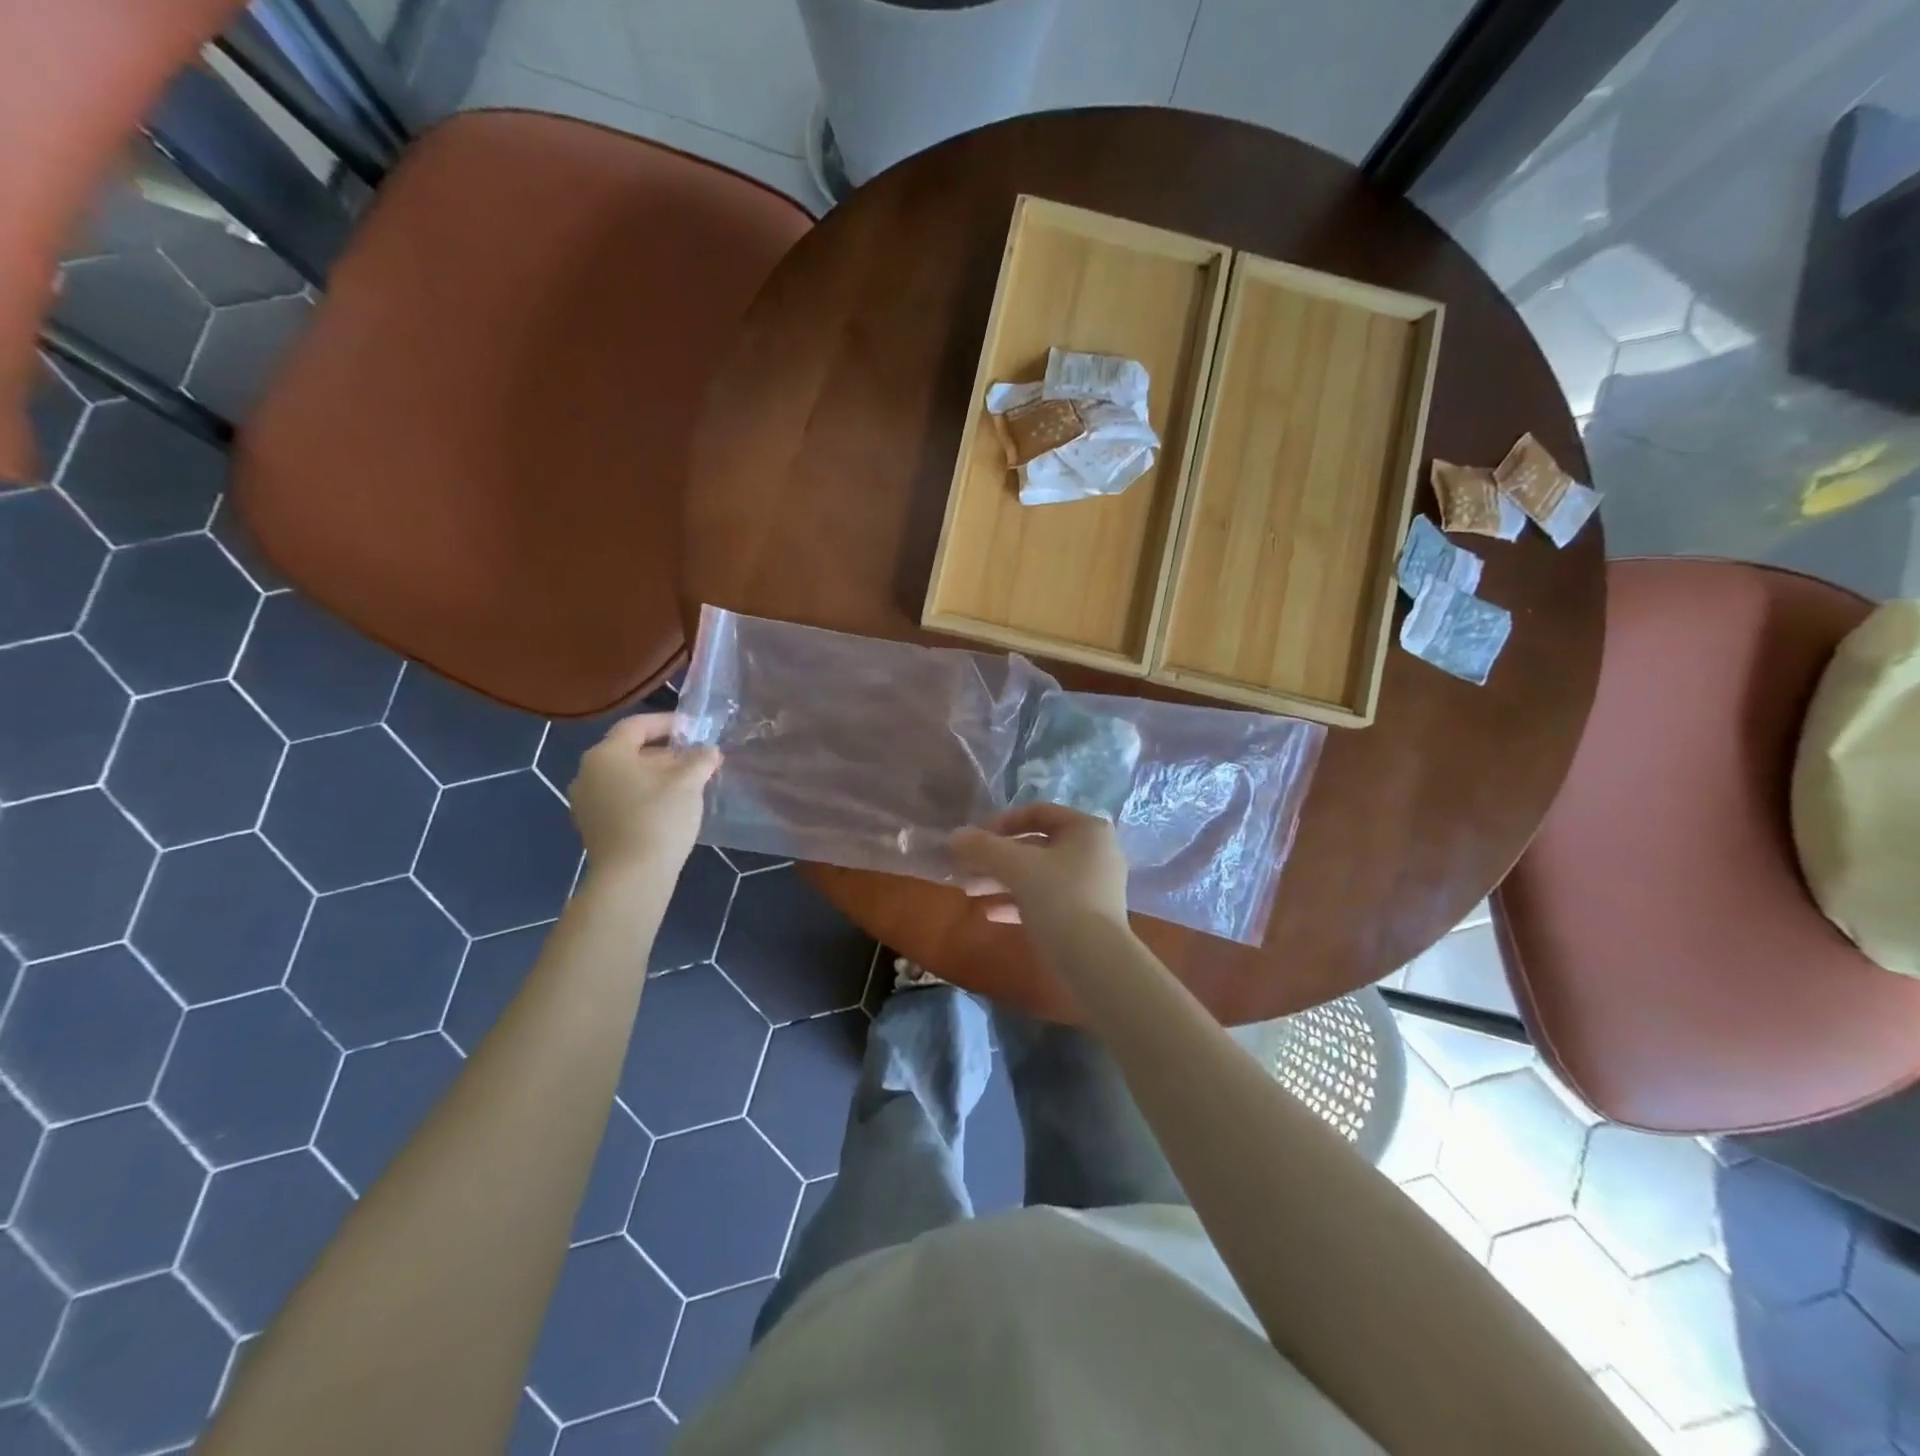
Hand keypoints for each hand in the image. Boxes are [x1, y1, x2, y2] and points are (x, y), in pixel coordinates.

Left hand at [569, 714, 719, 875]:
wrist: (632, 877)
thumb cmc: (659, 818)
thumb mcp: (688, 783)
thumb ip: (700, 760)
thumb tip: (709, 750)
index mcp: (606, 754)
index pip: (636, 725)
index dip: (667, 723)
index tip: (694, 729)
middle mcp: (588, 773)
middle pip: (629, 751)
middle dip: (665, 752)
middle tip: (696, 759)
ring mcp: (586, 802)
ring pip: (625, 777)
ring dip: (655, 775)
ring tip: (687, 784)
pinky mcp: (592, 826)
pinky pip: (620, 798)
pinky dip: (643, 795)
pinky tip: (669, 807)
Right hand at [950, 804, 1130, 940]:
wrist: (1095, 962)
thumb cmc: (1059, 898)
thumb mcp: (1016, 867)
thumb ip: (983, 847)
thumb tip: (955, 836)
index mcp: (1087, 830)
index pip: (1038, 812)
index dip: (1002, 822)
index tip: (975, 838)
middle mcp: (1094, 852)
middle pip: (1036, 846)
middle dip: (996, 857)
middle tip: (965, 868)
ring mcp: (1092, 886)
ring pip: (1038, 875)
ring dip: (1001, 880)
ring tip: (968, 891)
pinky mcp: (1086, 916)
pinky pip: (1047, 900)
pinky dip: (1018, 902)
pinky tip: (989, 914)